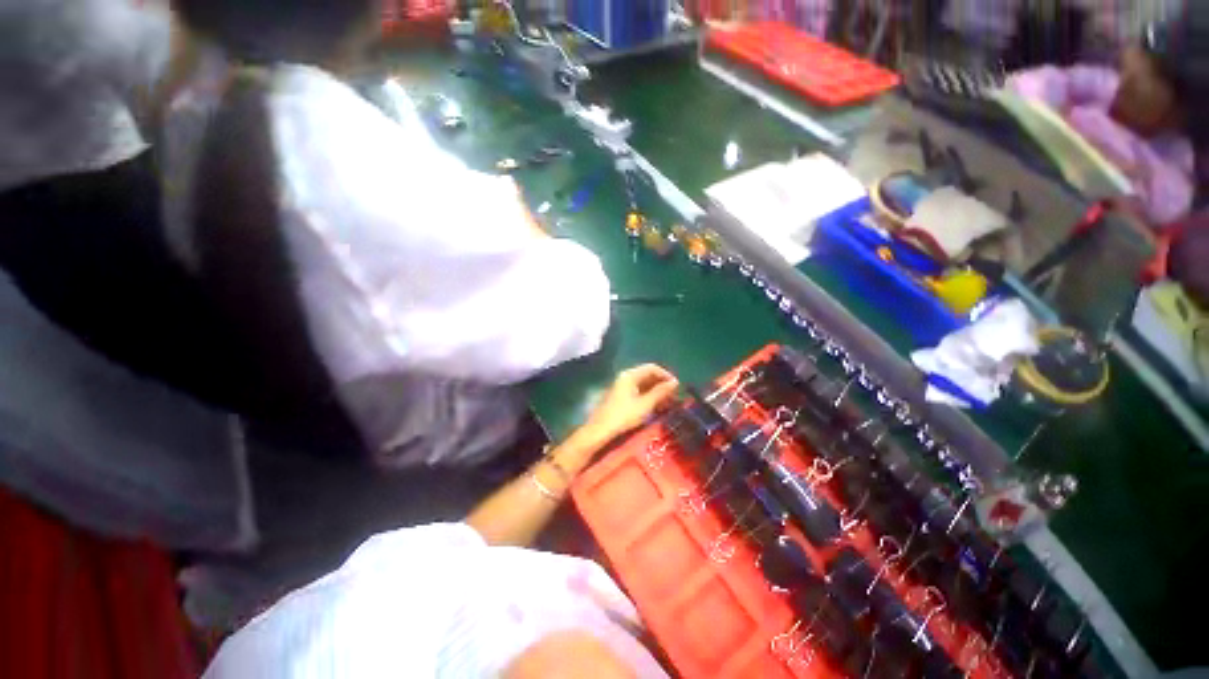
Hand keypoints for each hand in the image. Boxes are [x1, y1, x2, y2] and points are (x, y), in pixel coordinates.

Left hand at [583, 364, 678, 441]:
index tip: (677, 387)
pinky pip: (638, 391)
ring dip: (656, 392)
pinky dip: (648, 397)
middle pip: (647, 375)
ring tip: (667, 403)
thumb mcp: (645, 404)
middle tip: (674, 396)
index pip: (652, 368)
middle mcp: (625, 377)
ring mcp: (622, 387)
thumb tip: (675, 382)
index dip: (666, 375)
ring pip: (643, 384)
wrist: (600, 430)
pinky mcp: (620, 396)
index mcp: (630, 375)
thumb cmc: (624, 416)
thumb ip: (660, 392)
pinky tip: (655, 407)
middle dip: (662, 384)